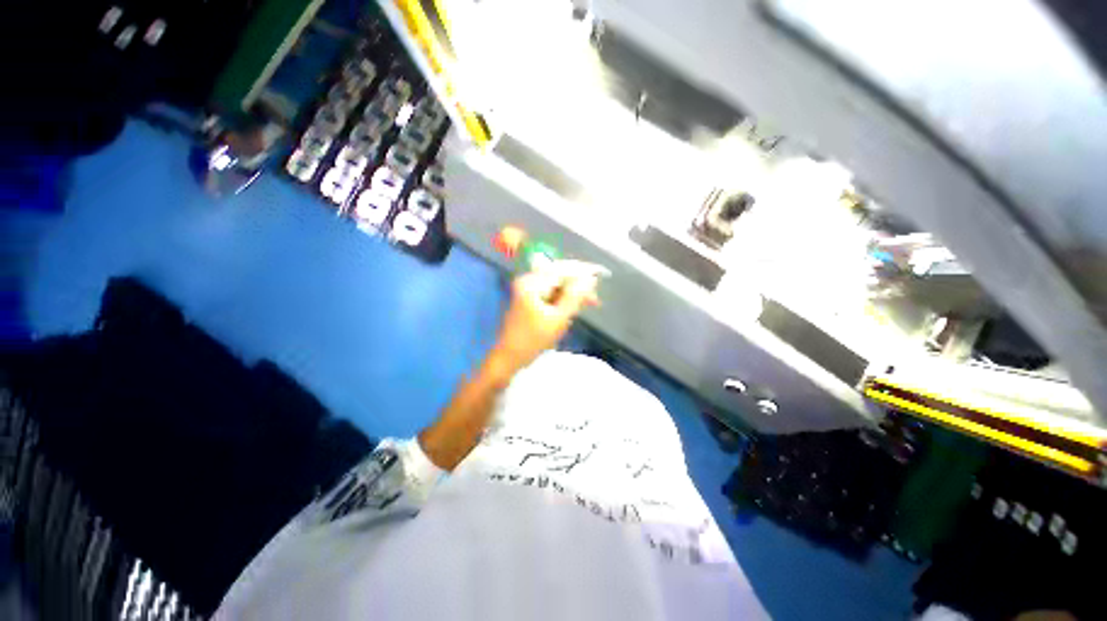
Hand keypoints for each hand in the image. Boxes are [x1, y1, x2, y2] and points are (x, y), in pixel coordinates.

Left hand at [490, 260, 605, 374]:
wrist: (509, 357)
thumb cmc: (533, 340)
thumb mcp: (558, 319)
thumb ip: (575, 296)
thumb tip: (590, 278)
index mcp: (532, 283)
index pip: (562, 269)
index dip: (583, 271)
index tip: (601, 274)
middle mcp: (528, 280)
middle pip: (559, 275)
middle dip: (578, 284)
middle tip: (594, 299)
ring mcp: (527, 289)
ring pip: (557, 284)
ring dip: (572, 293)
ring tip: (588, 304)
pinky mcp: (529, 298)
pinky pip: (551, 292)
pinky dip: (563, 299)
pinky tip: (572, 308)